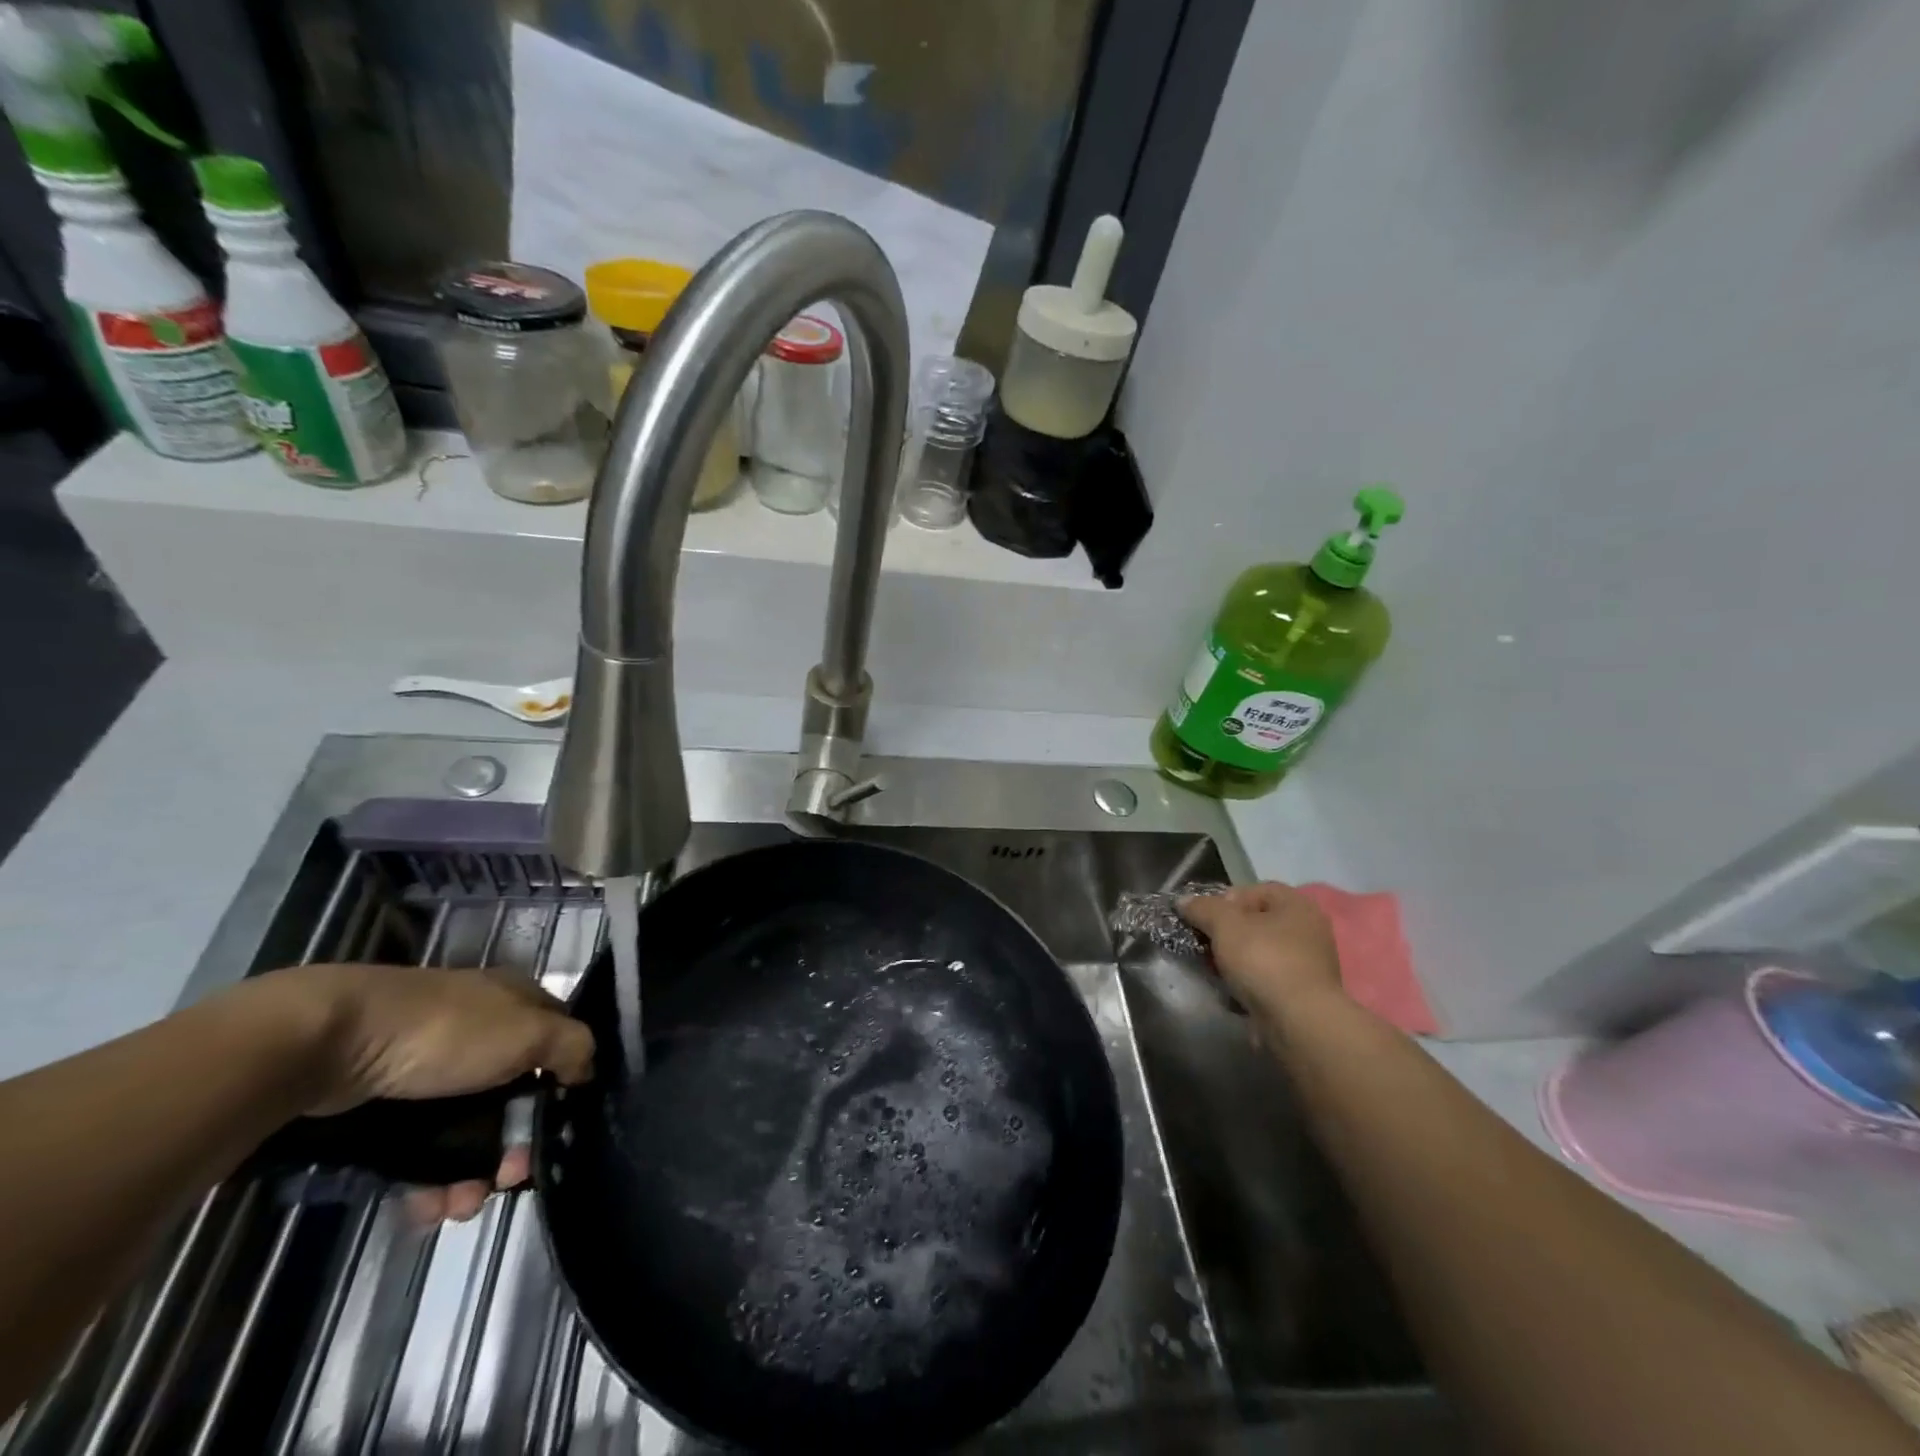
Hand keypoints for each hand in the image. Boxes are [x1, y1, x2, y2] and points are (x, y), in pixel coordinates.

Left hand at [244, 964, 595, 1221]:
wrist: (334, 1042)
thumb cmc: (449, 1033)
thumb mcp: (530, 1032)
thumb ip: (573, 1047)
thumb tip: (587, 1070)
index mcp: (519, 1003)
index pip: (559, 1042)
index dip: (565, 1086)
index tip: (559, 1130)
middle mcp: (483, 1030)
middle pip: (515, 1094)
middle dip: (514, 1144)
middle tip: (507, 1181)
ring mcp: (434, 1065)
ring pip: (467, 1127)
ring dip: (471, 1173)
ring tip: (460, 1207)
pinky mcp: (389, 1100)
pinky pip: (420, 1146)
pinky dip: (428, 1179)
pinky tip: (428, 1206)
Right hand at [1179, 882, 1346, 1027]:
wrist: (1298, 1022)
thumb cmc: (1264, 960)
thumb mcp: (1224, 925)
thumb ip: (1202, 908)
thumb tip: (1184, 900)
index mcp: (1297, 905)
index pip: (1255, 890)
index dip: (1225, 899)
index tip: (1205, 918)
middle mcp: (1308, 930)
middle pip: (1256, 922)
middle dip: (1227, 932)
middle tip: (1205, 944)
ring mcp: (1309, 964)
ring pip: (1260, 952)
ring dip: (1235, 959)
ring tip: (1215, 970)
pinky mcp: (1303, 994)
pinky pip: (1267, 978)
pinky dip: (1249, 982)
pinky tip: (1232, 991)